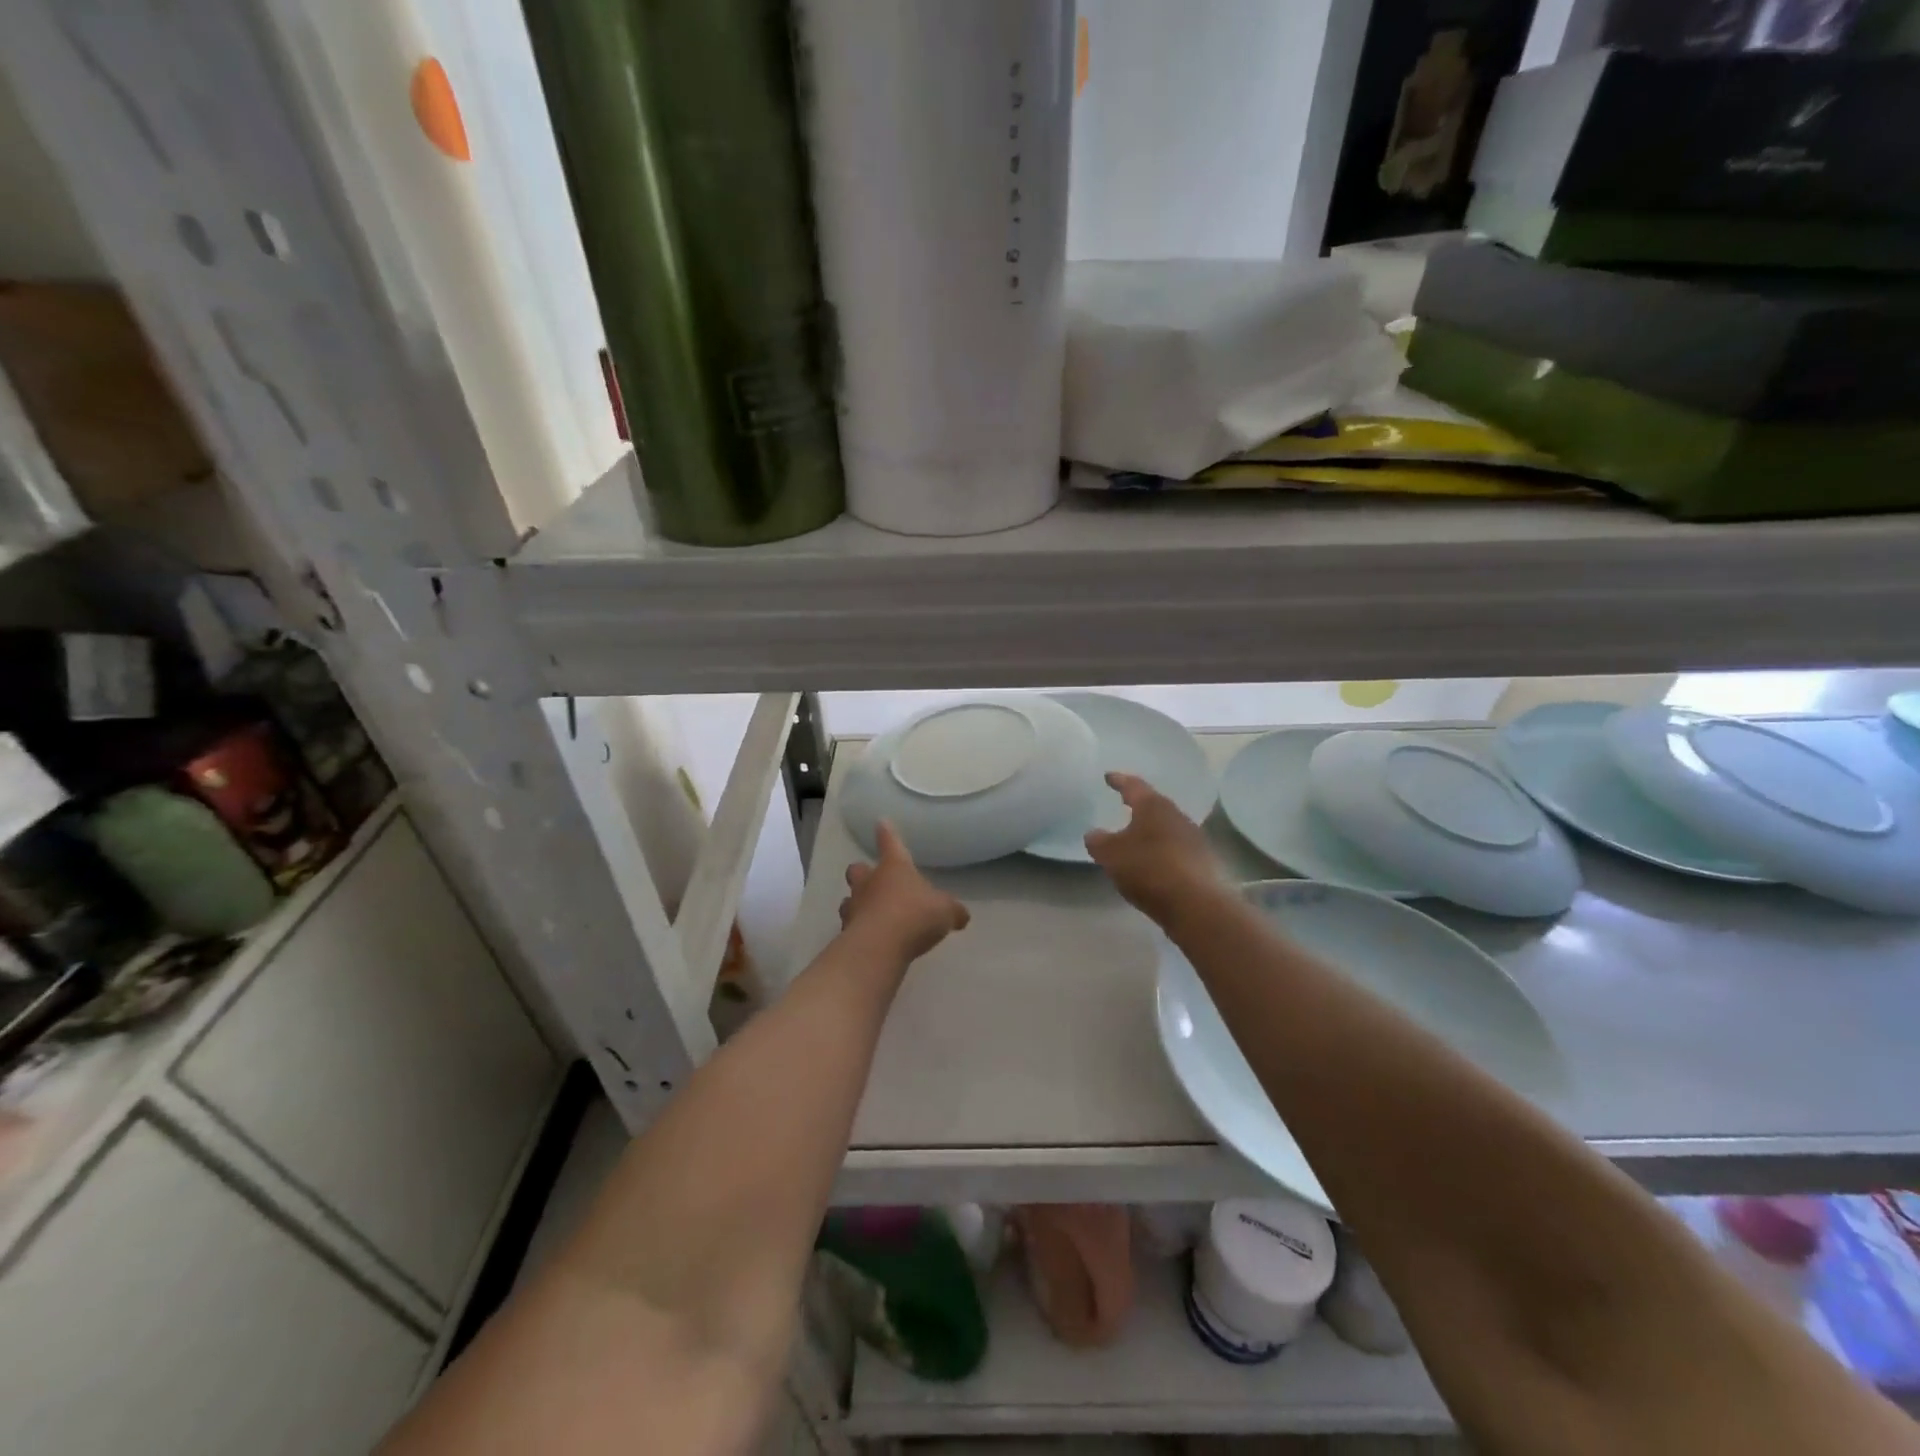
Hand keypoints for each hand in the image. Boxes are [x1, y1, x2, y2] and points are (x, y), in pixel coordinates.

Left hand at [840, 822, 970, 962]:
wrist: (880, 947)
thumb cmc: (915, 915)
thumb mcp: (945, 911)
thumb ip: (952, 911)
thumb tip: (961, 915)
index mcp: (894, 867)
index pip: (890, 842)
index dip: (887, 833)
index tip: (881, 823)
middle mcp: (869, 882)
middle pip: (857, 869)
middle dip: (862, 872)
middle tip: (871, 879)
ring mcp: (854, 907)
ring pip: (848, 899)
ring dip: (856, 904)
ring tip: (869, 913)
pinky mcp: (846, 933)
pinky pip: (851, 927)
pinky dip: (859, 931)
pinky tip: (872, 941)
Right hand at [1085, 772, 1222, 922]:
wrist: (1196, 904)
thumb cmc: (1148, 869)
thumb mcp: (1111, 855)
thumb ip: (1098, 841)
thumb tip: (1094, 834)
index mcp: (1153, 806)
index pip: (1133, 786)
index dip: (1118, 781)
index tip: (1109, 776)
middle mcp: (1176, 815)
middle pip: (1154, 805)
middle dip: (1139, 806)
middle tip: (1124, 805)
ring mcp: (1194, 838)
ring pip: (1167, 827)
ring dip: (1152, 830)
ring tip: (1137, 837)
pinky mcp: (1203, 861)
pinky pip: (1176, 849)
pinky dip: (1162, 851)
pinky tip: (1154, 863)